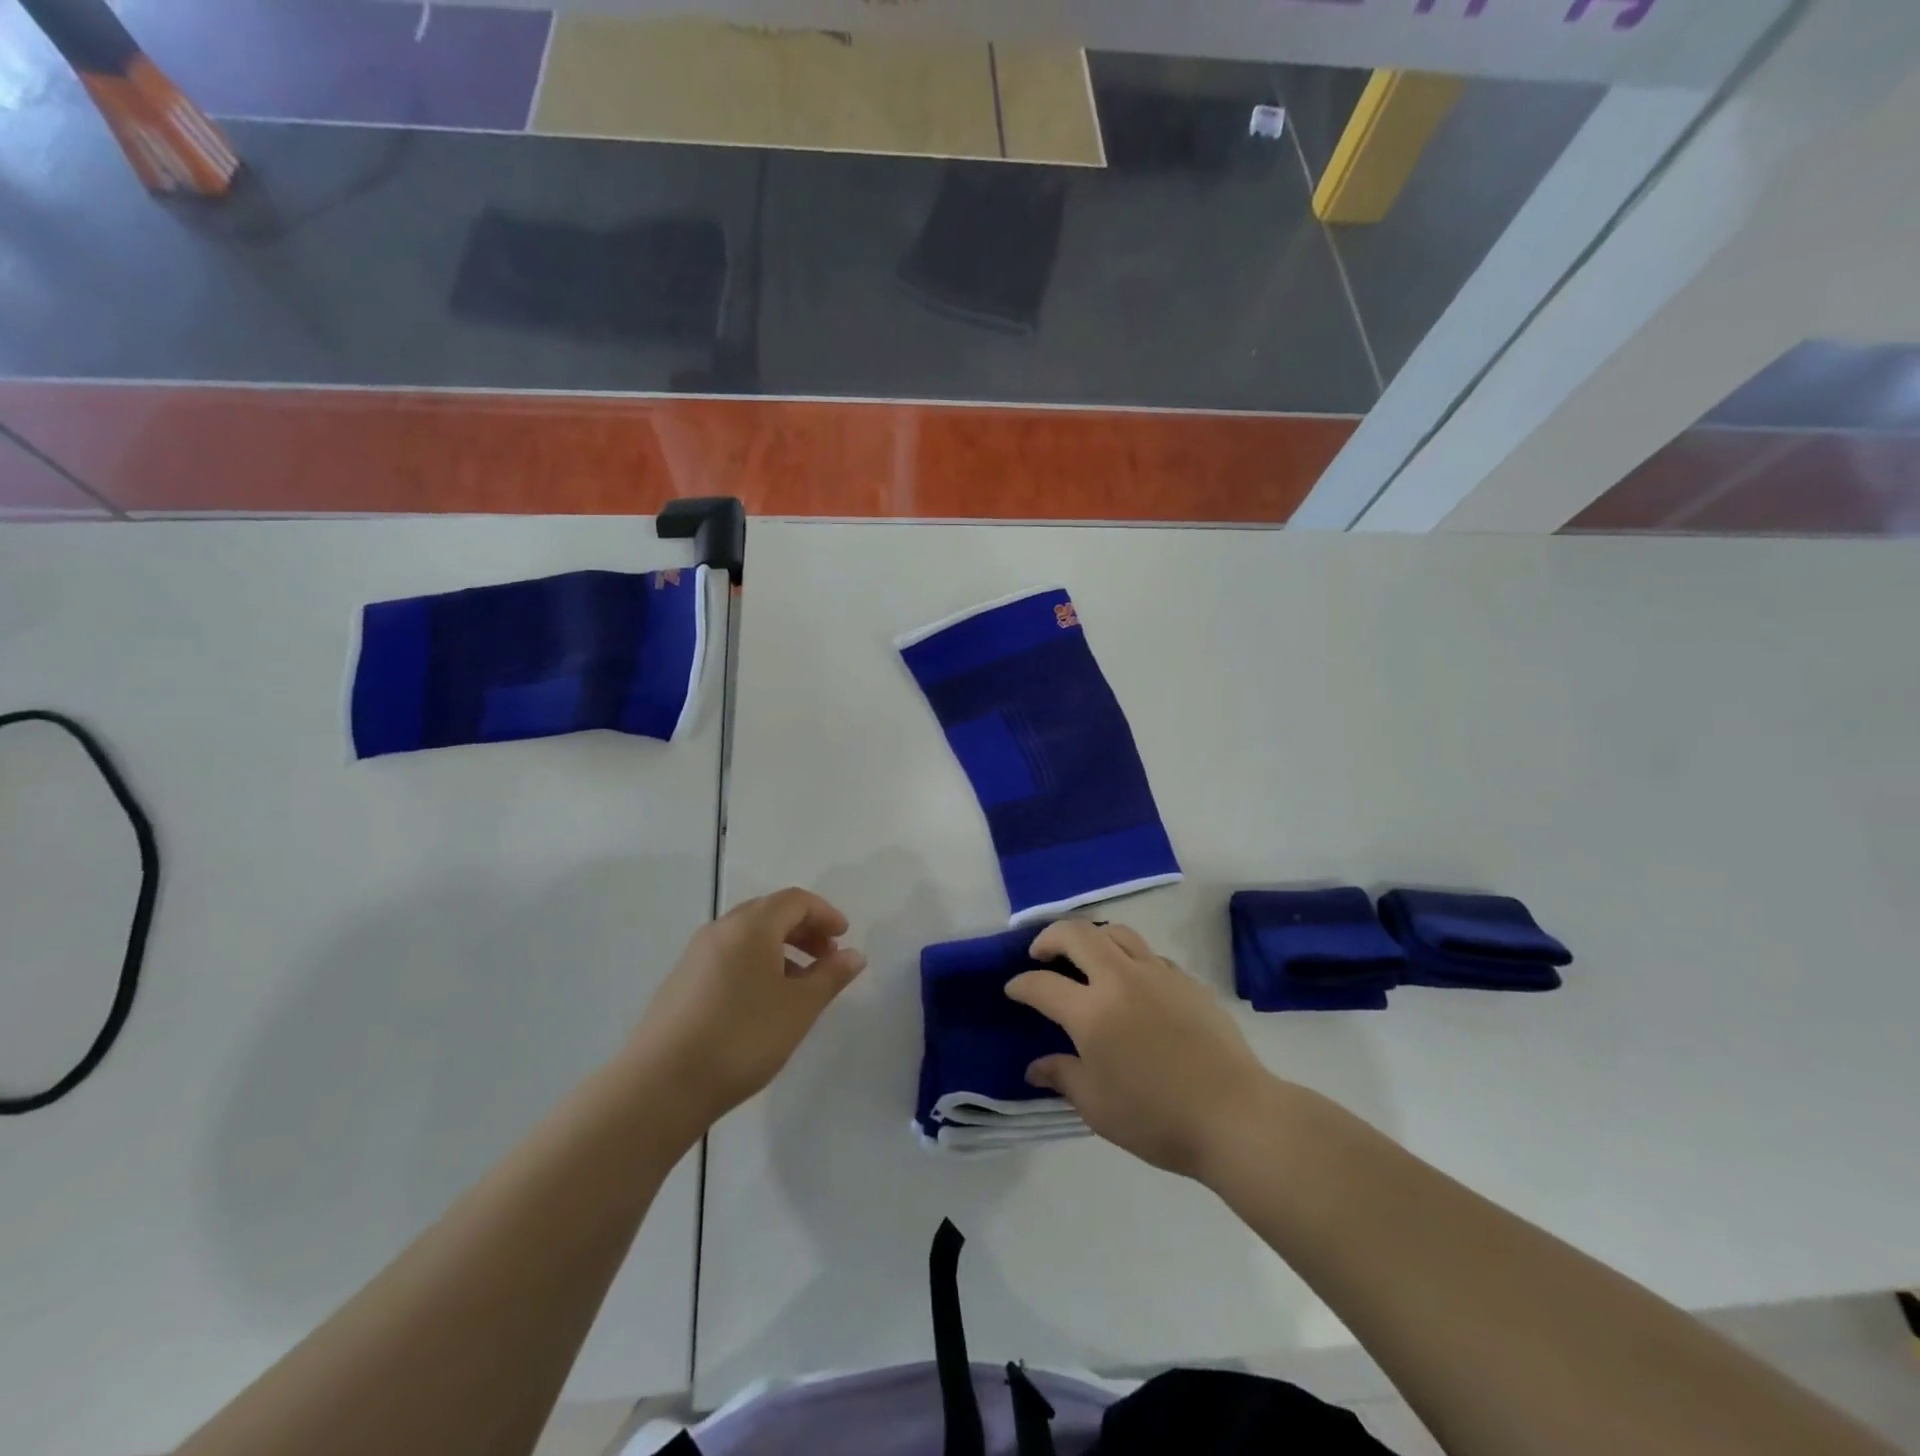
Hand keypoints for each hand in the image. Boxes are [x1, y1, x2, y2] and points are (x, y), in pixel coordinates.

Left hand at [627, 888, 865, 1127]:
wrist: (661, 1085)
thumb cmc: (742, 1037)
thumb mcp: (799, 1008)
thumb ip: (831, 976)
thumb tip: (854, 955)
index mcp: (751, 925)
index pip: (795, 900)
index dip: (825, 914)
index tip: (844, 938)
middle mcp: (720, 930)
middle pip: (770, 913)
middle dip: (804, 930)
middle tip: (827, 959)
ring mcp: (695, 956)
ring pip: (747, 937)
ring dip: (780, 950)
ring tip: (799, 986)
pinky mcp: (680, 983)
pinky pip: (728, 957)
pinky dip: (755, 965)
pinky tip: (762, 1003)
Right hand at [1006, 920, 1271, 1177]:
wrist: (1234, 1115)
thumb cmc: (1157, 1118)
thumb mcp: (1097, 1107)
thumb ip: (1062, 1077)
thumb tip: (1036, 1066)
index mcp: (1091, 1011)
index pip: (1042, 984)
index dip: (1021, 985)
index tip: (1013, 989)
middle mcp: (1120, 979)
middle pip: (1076, 934)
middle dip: (1049, 937)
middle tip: (1041, 954)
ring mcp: (1157, 974)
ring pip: (1116, 932)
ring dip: (1092, 938)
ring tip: (1086, 958)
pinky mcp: (1186, 980)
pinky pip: (1148, 954)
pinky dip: (1128, 957)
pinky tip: (1132, 983)